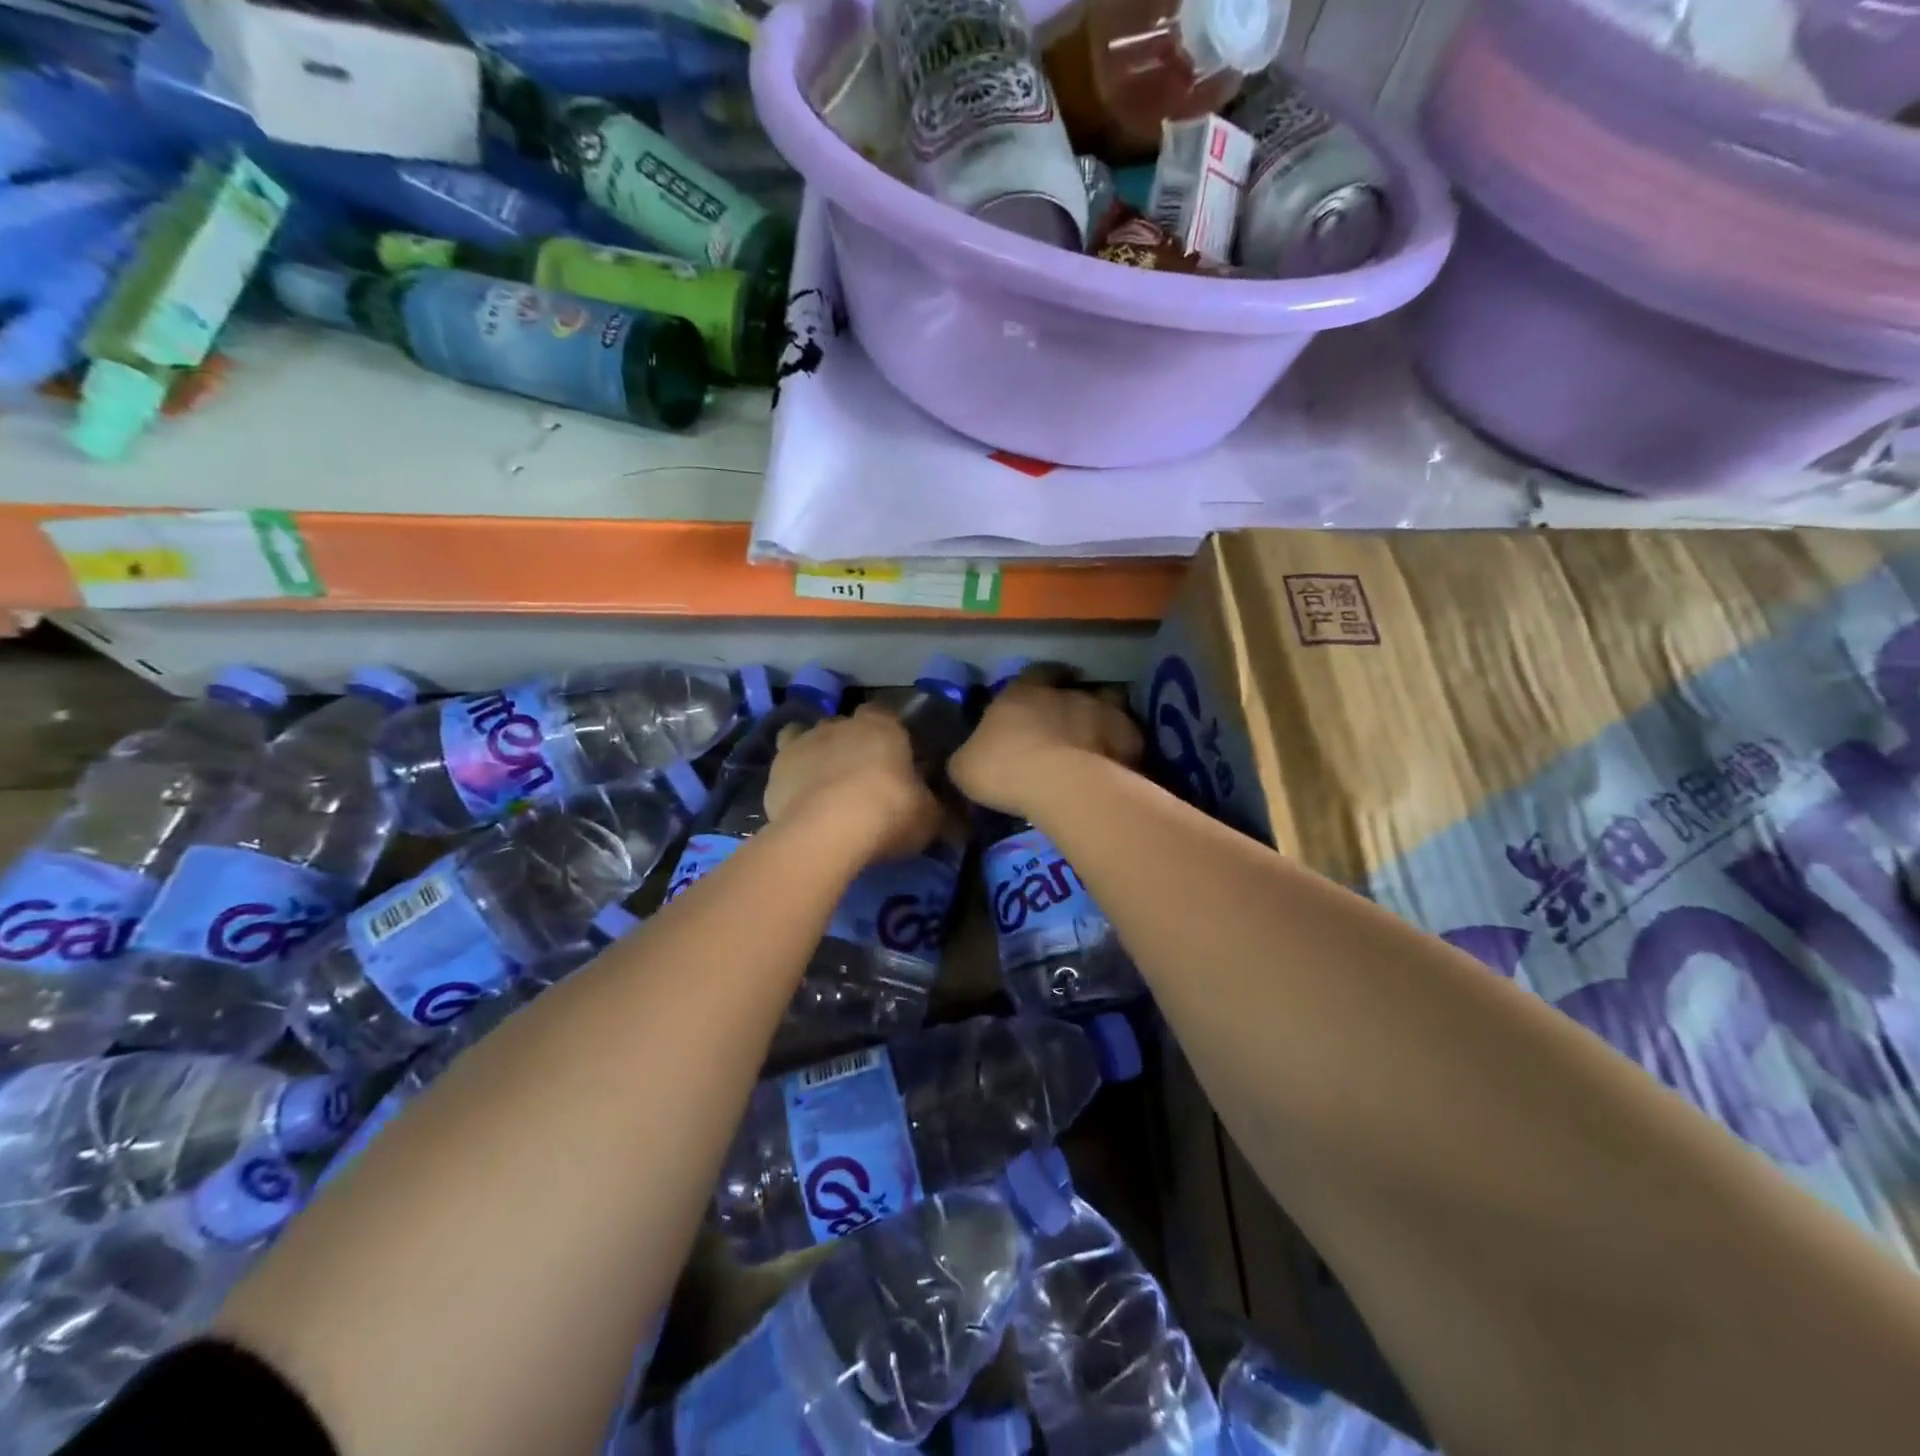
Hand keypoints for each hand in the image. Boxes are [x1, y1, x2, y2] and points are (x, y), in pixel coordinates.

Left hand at [765, 704, 943, 861]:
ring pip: (810, 737)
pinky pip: (786, 767)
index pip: (886, 715)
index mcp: (882, 726)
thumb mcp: (930, 817)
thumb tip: (959, 820)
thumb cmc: (889, 812)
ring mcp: (803, 742)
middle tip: (863, 778)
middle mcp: (841, 724)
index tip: (897, 759)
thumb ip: (940, 811)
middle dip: (853, 744)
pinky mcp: (776, 768)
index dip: (890, 735)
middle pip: (847, 726)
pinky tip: (801, 799)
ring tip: (827, 785)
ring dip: (819, 754)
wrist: (827, 830)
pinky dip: (793, 777)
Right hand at [950, 683, 1142, 816]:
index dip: (1038, 681)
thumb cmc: (1004, 769)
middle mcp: (1066, 693)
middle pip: (1076, 686)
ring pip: (1110, 704)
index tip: (1039, 693)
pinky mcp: (1131, 738)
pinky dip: (1124, 748)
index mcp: (1023, 692)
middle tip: (1068, 723)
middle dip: (1073, 701)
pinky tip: (1118, 766)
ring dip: (1104, 718)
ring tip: (1098, 741)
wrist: (1061, 785)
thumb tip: (970, 757)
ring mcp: (1104, 711)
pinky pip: (1129, 738)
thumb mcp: (965, 767)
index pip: (1034, 673)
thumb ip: (970, 756)